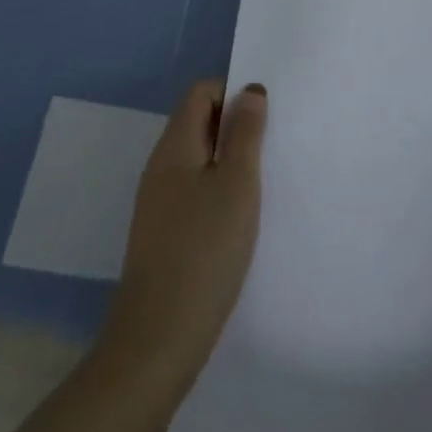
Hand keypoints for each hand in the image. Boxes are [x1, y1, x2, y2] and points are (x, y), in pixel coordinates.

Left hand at [100, 79, 266, 393]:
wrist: (159, 340)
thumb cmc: (204, 251)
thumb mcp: (237, 184)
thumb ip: (245, 134)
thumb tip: (250, 91)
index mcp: (174, 146)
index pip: (201, 93)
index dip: (233, 94)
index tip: (264, 120)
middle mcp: (161, 167)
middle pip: (199, 123)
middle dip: (236, 127)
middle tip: (272, 149)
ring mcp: (159, 202)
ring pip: (199, 160)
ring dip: (231, 162)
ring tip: (263, 184)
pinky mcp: (164, 233)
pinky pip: (195, 191)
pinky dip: (219, 192)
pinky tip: (241, 218)